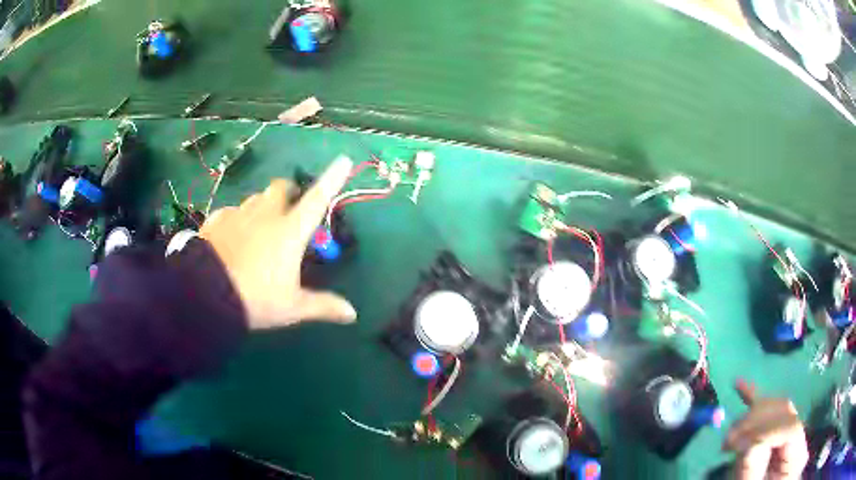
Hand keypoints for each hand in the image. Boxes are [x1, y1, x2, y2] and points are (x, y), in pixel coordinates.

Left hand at [200, 155, 356, 328]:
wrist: (205, 293)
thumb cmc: (255, 298)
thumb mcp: (291, 307)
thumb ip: (322, 306)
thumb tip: (352, 314)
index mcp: (289, 231)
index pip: (317, 199)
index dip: (332, 179)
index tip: (343, 160)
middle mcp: (265, 214)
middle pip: (280, 187)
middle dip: (288, 192)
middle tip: (289, 210)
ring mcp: (238, 214)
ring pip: (255, 199)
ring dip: (262, 206)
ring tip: (259, 229)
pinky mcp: (216, 219)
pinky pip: (231, 212)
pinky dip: (237, 220)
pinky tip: (231, 238)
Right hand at [723, 379, 807, 479]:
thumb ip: (753, 472)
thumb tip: (746, 443)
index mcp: (796, 456)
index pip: (791, 429)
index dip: (766, 433)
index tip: (739, 450)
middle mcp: (798, 438)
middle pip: (784, 412)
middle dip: (756, 422)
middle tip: (729, 445)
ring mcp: (787, 434)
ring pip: (775, 408)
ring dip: (751, 416)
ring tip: (730, 439)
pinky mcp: (774, 434)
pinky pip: (767, 411)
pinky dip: (753, 398)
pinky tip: (739, 385)